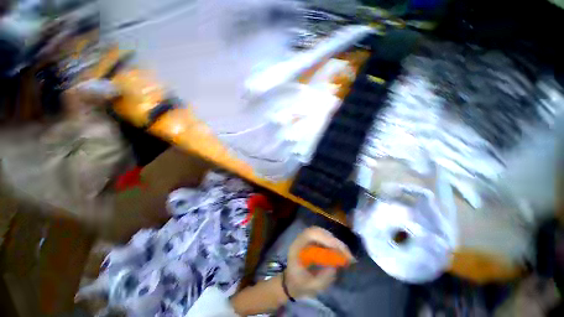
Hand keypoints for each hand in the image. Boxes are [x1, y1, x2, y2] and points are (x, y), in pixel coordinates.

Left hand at [284, 227, 354, 298]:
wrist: (291, 283)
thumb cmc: (298, 285)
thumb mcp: (309, 287)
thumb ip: (321, 279)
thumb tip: (334, 267)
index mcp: (297, 246)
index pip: (311, 234)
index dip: (325, 238)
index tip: (338, 249)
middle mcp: (302, 239)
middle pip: (318, 231)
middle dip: (333, 241)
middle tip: (347, 253)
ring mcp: (307, 239)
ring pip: (322, 233)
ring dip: (335, 242)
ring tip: (346, 254)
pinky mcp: (312, 242)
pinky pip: (323, 239)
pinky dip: (333, 244)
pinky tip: (340, 253)